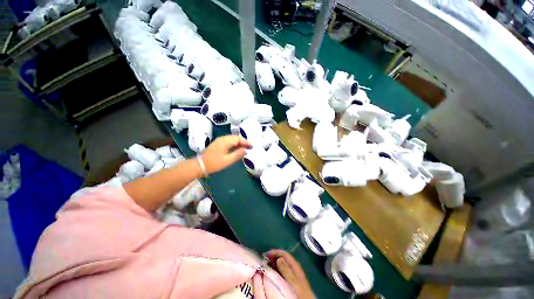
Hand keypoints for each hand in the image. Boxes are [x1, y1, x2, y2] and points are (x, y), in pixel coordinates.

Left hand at [200, 135, 251, 174]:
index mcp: (225, 141)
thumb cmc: (214, 163)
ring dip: (239, 143)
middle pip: (235, 138)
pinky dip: (234, 145)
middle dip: (243, 142)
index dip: (246, 142)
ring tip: (245, 148)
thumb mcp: (228, 160)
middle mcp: (222, 139)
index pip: (238, 139)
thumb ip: (238, 154)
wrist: (200, 165)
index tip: (252, 146)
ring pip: (232, 140)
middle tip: (250, 147)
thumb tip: (246, 150)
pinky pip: (228, 142)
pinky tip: (237, 149)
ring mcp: (219, 141)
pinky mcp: (218, 144)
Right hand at [265, 250, 314, 298]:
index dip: (275, 252)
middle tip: (263, 262)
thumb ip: (286, 270)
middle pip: (283, 259)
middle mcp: (294, 268)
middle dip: (273, 259)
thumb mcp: (293, 281)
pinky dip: (276, 272)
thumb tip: (278, 258)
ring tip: (265, 268)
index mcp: (295, 266)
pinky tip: (272, 276)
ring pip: (282, 266)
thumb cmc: (300, 292)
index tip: (265, 255)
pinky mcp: (292, 282)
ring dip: (274, 265)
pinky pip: (282, 273)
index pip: (284, 254)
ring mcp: (293, 275)